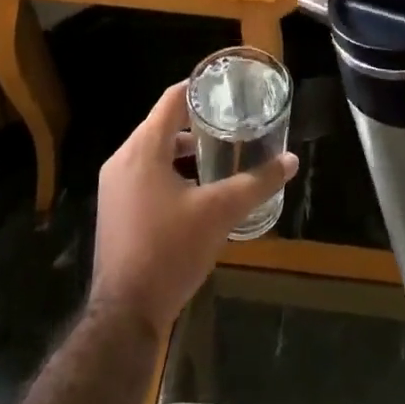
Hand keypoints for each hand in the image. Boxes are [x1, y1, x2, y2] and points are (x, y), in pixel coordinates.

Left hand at [90, 80, 299, 334]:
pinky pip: (143, 175)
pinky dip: (168, 171)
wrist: (123, 317)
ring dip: (182, 150)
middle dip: (195, 122)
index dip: (199, 88)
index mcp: (143, 148)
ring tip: (218, 156)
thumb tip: (291, 161)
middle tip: (230, 122)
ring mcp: (113, 187)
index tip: (226, 87)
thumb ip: (255, 184)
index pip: (171, 99)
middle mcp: (122, 159)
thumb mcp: (219, 213)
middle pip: (161, 125)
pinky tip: (194, 191)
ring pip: (152, 152)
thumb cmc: (169, 251)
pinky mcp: (114, 210)